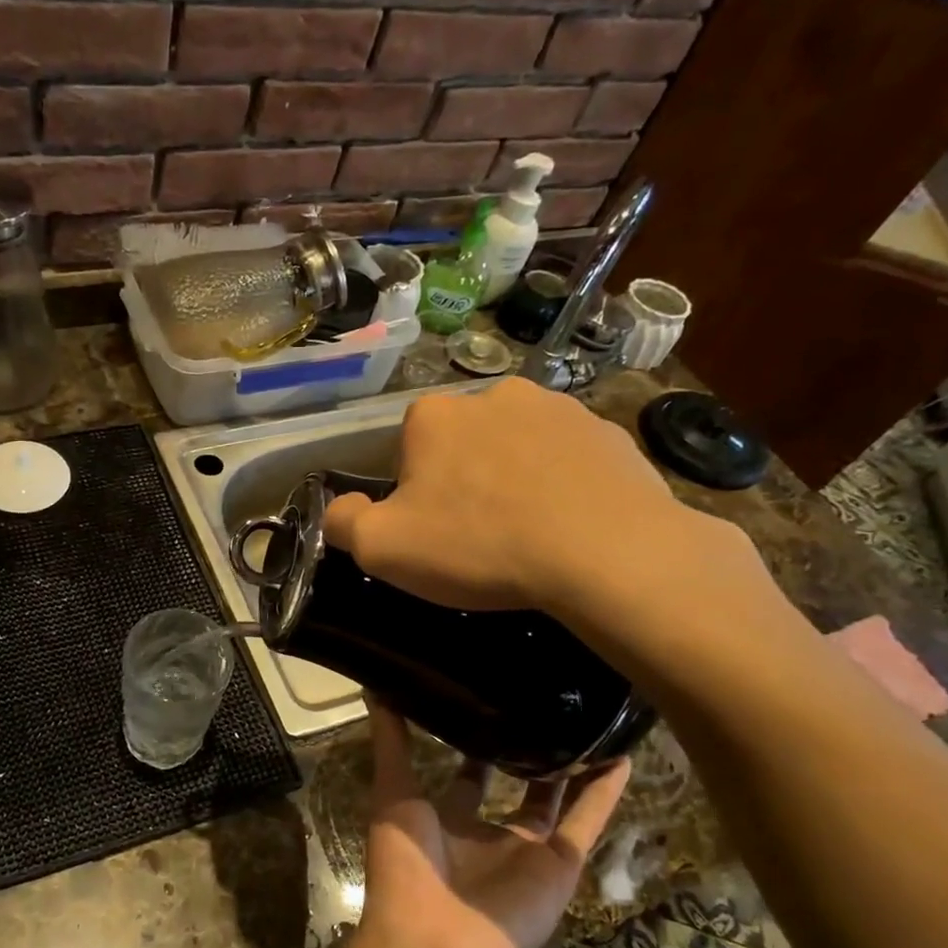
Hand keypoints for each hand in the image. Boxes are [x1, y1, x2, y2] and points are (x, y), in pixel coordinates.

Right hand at [321, 378, 718, 618]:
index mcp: (433, 415)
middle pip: (461, 442)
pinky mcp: (607, 431)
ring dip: (512, 477)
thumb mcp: (383, 548)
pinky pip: (566, 458)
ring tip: (528, 532)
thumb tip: (340, 506)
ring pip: (515, 446)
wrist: (607, 553)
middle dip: (463, 480)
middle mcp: (493, 393)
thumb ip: (343, 522)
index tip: (432, 530)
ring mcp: (557, 407)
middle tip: (479, 535)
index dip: (413, 492)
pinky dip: (561, 483)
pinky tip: (569, 523)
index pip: (406, 449)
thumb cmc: (480, 546)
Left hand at [358, 701, 629, 947]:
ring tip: (590, 718)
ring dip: (573, 765)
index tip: (489, 699)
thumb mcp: (393, 793)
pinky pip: (589, 822)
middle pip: (515, 783)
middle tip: (545, 702)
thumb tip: (375, 686)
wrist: (434, 943)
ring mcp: (528, 850)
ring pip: (558, 799)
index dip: (476, 740)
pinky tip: (622, 755)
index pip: (466, 772)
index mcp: (447, 819)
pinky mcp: (561, 866)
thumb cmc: (405, 865)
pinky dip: (606, 792)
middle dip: (528, 750)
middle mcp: (489, 832)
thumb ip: (390, 742)